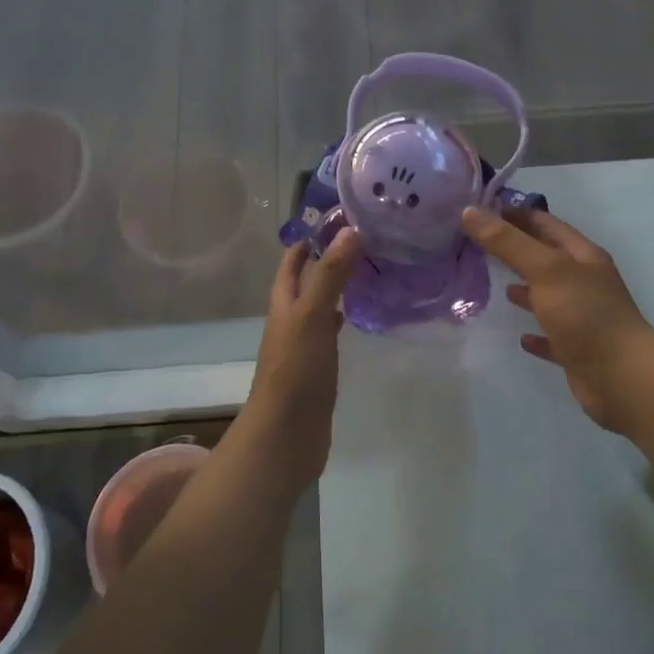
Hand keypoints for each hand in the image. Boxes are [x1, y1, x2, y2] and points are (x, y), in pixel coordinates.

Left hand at [240, 230, 361, 489]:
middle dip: (329, 259)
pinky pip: (331, 333)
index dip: (310, 237)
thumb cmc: (296, 372)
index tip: (342, 217)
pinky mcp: (319, 368)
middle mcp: (291, 320)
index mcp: (284, 304)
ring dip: (338, 287)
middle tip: (365, 240)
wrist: (286, 436)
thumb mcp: (312, 316)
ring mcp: (304, 345)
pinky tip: (361, 317)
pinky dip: (344, 318)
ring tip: (370, 270)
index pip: (292, 261)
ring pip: (320, 306)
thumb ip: (330, 275)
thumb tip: (349, 231)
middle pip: (306, 281)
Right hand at [462, 207, 653, 430]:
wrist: (624, 379)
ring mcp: (583, 317)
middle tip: (477, 245)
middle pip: (546, 257)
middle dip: (516, 249)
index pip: (544, 223)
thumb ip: (507, 242)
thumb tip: (470, 212)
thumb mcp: (545, 270)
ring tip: (496, 285)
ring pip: (548, 295)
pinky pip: (552, 336)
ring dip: (526, 289)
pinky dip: (536, 333)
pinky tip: (520, 337)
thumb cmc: (586, 315)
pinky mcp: (578, 350)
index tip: (479, 211)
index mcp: (582, 256)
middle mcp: (585, 282)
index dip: (514, 214)